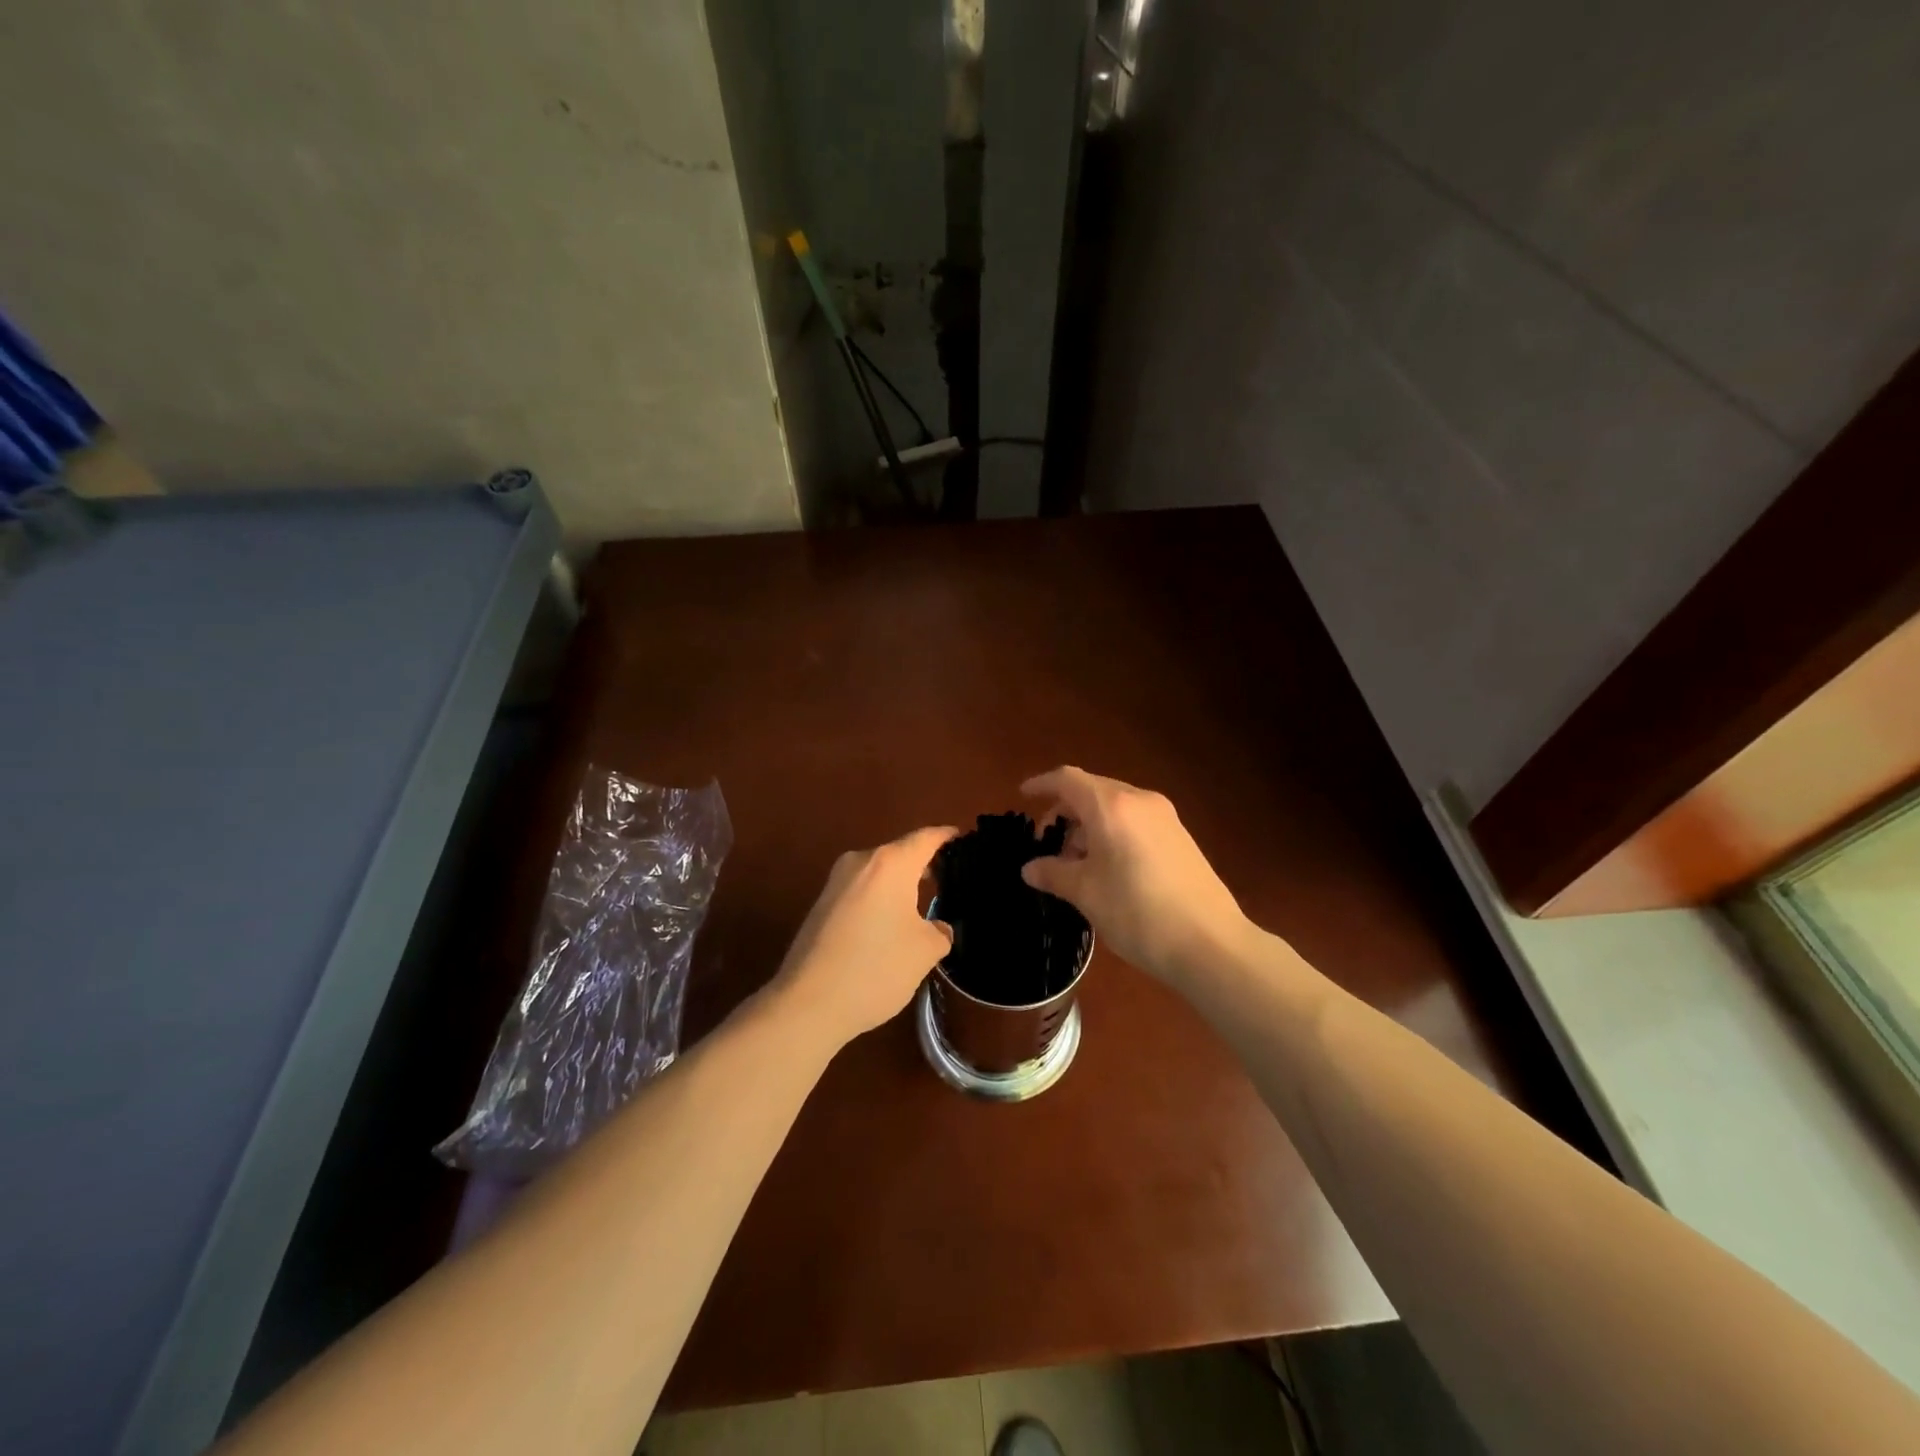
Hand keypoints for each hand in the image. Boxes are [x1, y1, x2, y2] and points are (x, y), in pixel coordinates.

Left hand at [769, 825, 957, 1050]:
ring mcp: (835, 883)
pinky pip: (860, 892)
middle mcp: (860, 862)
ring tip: (920, 906)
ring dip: (898, 886)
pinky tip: (888, 927)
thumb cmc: (876, 967)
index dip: (946, 837)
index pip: (925, 838)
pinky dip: (878, 901)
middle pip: (899, 854)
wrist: (807, 1003)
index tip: (962, 838)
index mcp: (890, 863)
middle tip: (948, 880)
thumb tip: (937, 928)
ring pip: (877, 875)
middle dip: (922, 865)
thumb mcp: (924, 952)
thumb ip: (939, 932)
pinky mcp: (820, 906)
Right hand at [1020, 767, 1249, 983]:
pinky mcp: (1180, 838)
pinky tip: (1107, 868)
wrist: (1210, 943)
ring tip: (1076, 863)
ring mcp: (1165, 818)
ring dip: (1089, 825)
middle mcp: (1139, 801)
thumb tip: (1030, 868)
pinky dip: (1112, 833)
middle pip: (1092, 791)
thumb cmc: (1137, 912)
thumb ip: (1054, 874)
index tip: (1023, 795)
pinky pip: (1135, 821)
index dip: (1042, 784)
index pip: (1068, 780)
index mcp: (1112, 806)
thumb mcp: (1086, 893)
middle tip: (1047, 844)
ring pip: (1115, 807)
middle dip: (1065, 811)